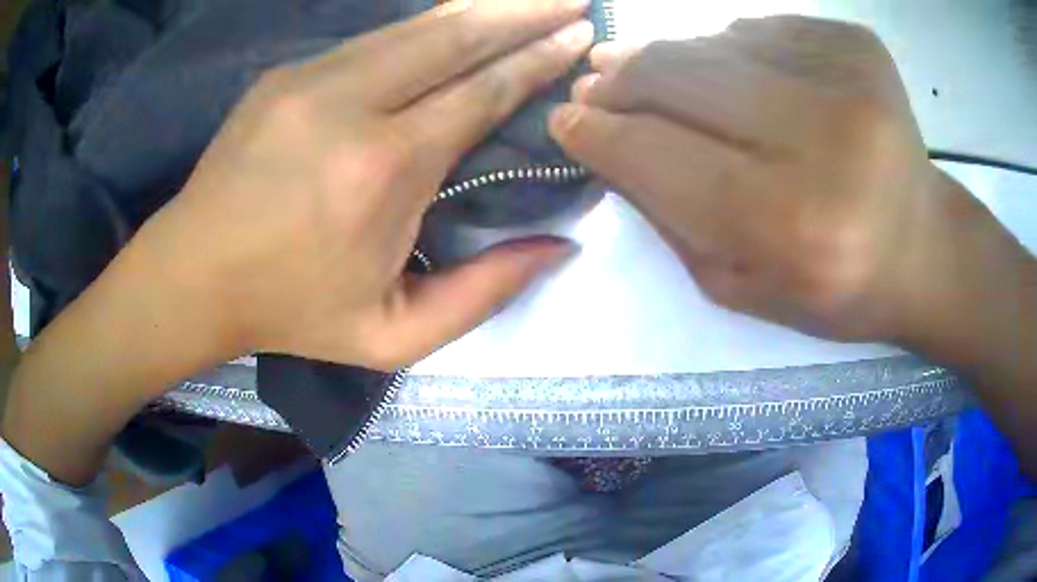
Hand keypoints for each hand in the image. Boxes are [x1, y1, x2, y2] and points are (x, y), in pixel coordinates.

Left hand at [138, 0, 592, 369]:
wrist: (193, 276)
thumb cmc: (291, 312)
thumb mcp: (394, 336)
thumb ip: (483, 294)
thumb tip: (558, 247)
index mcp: (383, 171)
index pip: (482, 91)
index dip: (537, 58)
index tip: (578, 35)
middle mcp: (350, 105)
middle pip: (456, 36)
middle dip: (523, 12)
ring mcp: (310, 78)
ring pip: (415, 26)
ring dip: (479, 9)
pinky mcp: (286, 74)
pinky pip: (374, 39)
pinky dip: (426, 26)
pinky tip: (456, 21)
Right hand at [550, 16, 1026, 351]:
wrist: (923, 248)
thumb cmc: (831, 286)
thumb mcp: (737, 285)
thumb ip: (663, 212)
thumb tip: (600, 130)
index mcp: (793, 225)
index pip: (659, 153)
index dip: (598, 132)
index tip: (566, 120)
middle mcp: (827, 139)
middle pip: (678, 76)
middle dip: (622, 80)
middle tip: (598, 85)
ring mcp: (849, 76)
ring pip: (712, 42)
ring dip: (673, 62)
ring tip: (663, 81)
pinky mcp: (857, 42)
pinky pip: (759, 30)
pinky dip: (734, 52)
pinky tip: (746, 83)